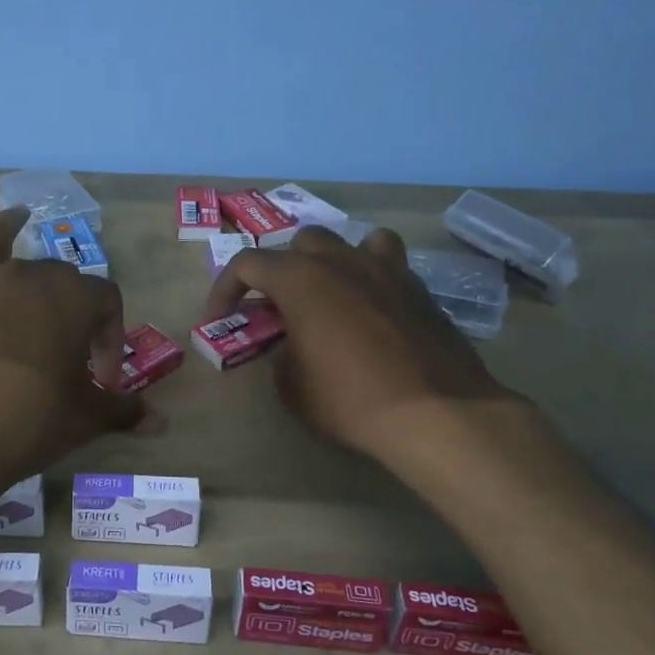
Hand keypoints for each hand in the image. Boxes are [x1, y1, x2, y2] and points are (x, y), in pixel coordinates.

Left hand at [0, 207, 144, 498]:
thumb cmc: (30, 420)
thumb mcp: (85, 419)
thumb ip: (122, 412)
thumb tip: (160, 423)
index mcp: (71, 297)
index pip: (106, 301)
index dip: (111, 337)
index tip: (104, 380)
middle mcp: (25, 277)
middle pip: (57, 274)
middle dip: (69, 305)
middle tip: (67, 352)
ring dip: (8, 226)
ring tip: (17, 215)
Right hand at [204, 225, 516, 465]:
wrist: (435, 413)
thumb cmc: (349, 398)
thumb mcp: (290, 385)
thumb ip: (279, 353)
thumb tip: (290, 345)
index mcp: (300, 278)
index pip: (247, 264)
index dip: (225, 289)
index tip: (218, 319)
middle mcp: (341, 260)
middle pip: (300, 244)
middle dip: (282, 270)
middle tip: (278, 308)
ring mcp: (386, 269)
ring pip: (350, 241)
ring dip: (331, 261)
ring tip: (329, 294)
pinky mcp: (419, 288)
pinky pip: (388, 264)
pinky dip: (372, 276)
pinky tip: (372, 308)